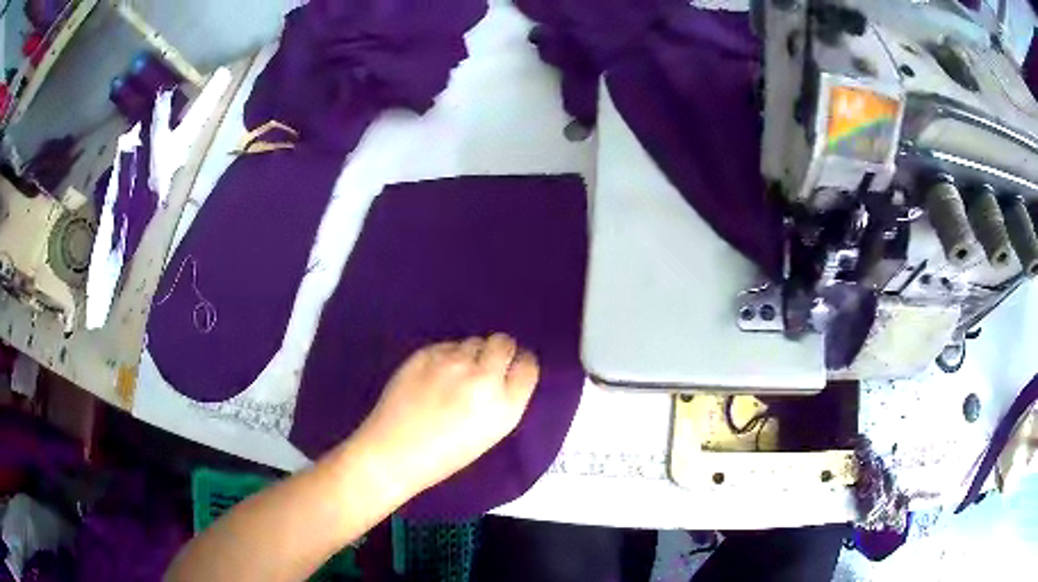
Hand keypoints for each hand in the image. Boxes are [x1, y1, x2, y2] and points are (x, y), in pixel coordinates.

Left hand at [354, 334, 539, 497]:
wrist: (394, 452)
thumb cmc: (445, 455)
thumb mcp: (489, 433)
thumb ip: (504, 400)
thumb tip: (504, 371)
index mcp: (505, 406)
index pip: (528, 365)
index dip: (520, 363)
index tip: (512, 367)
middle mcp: (483, 377)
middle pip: (503, 343)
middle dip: (499, 350)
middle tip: (485, 365)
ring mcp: (453, 362)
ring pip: (473, 341)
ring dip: (471, 353)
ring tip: (455, 375)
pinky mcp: (426, 353)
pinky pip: (447, 345)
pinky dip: (446, 355)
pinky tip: (433, 375)